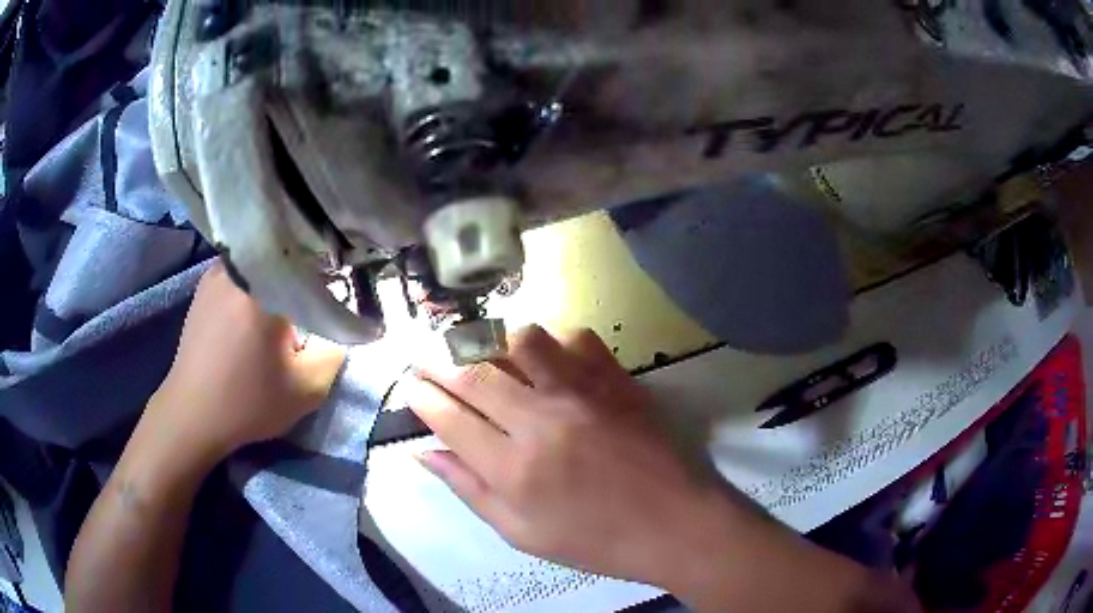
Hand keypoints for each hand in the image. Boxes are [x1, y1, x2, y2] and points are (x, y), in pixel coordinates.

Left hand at [148, 262, 345, 463]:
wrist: (192, 414)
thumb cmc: (247, 403)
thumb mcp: (307, 390)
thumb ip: (335, 352)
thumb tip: (340, 325)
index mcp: (263, 287)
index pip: (313, 262)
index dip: (331, 279)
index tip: (336, 301)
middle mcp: (238, 267)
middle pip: (285, 258)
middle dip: (302, 277)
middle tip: (310, 306)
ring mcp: (217, 273)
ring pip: (261, 263)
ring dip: (276, 281)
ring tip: (281, 311)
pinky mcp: (204, 285)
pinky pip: (241, 272)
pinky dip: (254, 284)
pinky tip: (253, 313)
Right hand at [407, 325, 752, 590]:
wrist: (675, 524)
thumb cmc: (596, 541)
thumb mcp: (523, 534)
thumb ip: (470, 491)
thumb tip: (426, 455)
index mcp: (513, 469)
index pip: (449, 417)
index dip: (422, 397)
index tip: (411, 386)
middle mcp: (541, 421)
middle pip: (475, 373)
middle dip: (441, 361)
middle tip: (429, 359)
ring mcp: (583, 393)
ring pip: (522, 342)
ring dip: (496, 344)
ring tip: (488, 357)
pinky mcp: (617, 380)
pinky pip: (576, 339)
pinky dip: (556, 344)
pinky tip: (553, 363)